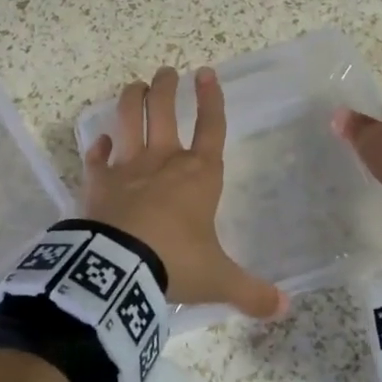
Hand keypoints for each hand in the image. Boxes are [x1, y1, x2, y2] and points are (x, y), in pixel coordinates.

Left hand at [83, 66, 285, 319]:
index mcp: (198, 175)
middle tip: (166, 72)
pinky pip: (96, 158)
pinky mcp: (97, 182)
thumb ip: (251, 292)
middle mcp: (163, 161)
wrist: (119, 268)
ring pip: (129, 120)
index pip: (211, 127)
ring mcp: (127, 167)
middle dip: (166, 88)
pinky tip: (98, 141)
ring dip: (131, 100)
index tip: (207, 73)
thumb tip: (284, 308)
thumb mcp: (219, 280)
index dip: (212, 100)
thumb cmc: (175, 263)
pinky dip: (97, 147)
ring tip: (135, 86)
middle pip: (164, 111)